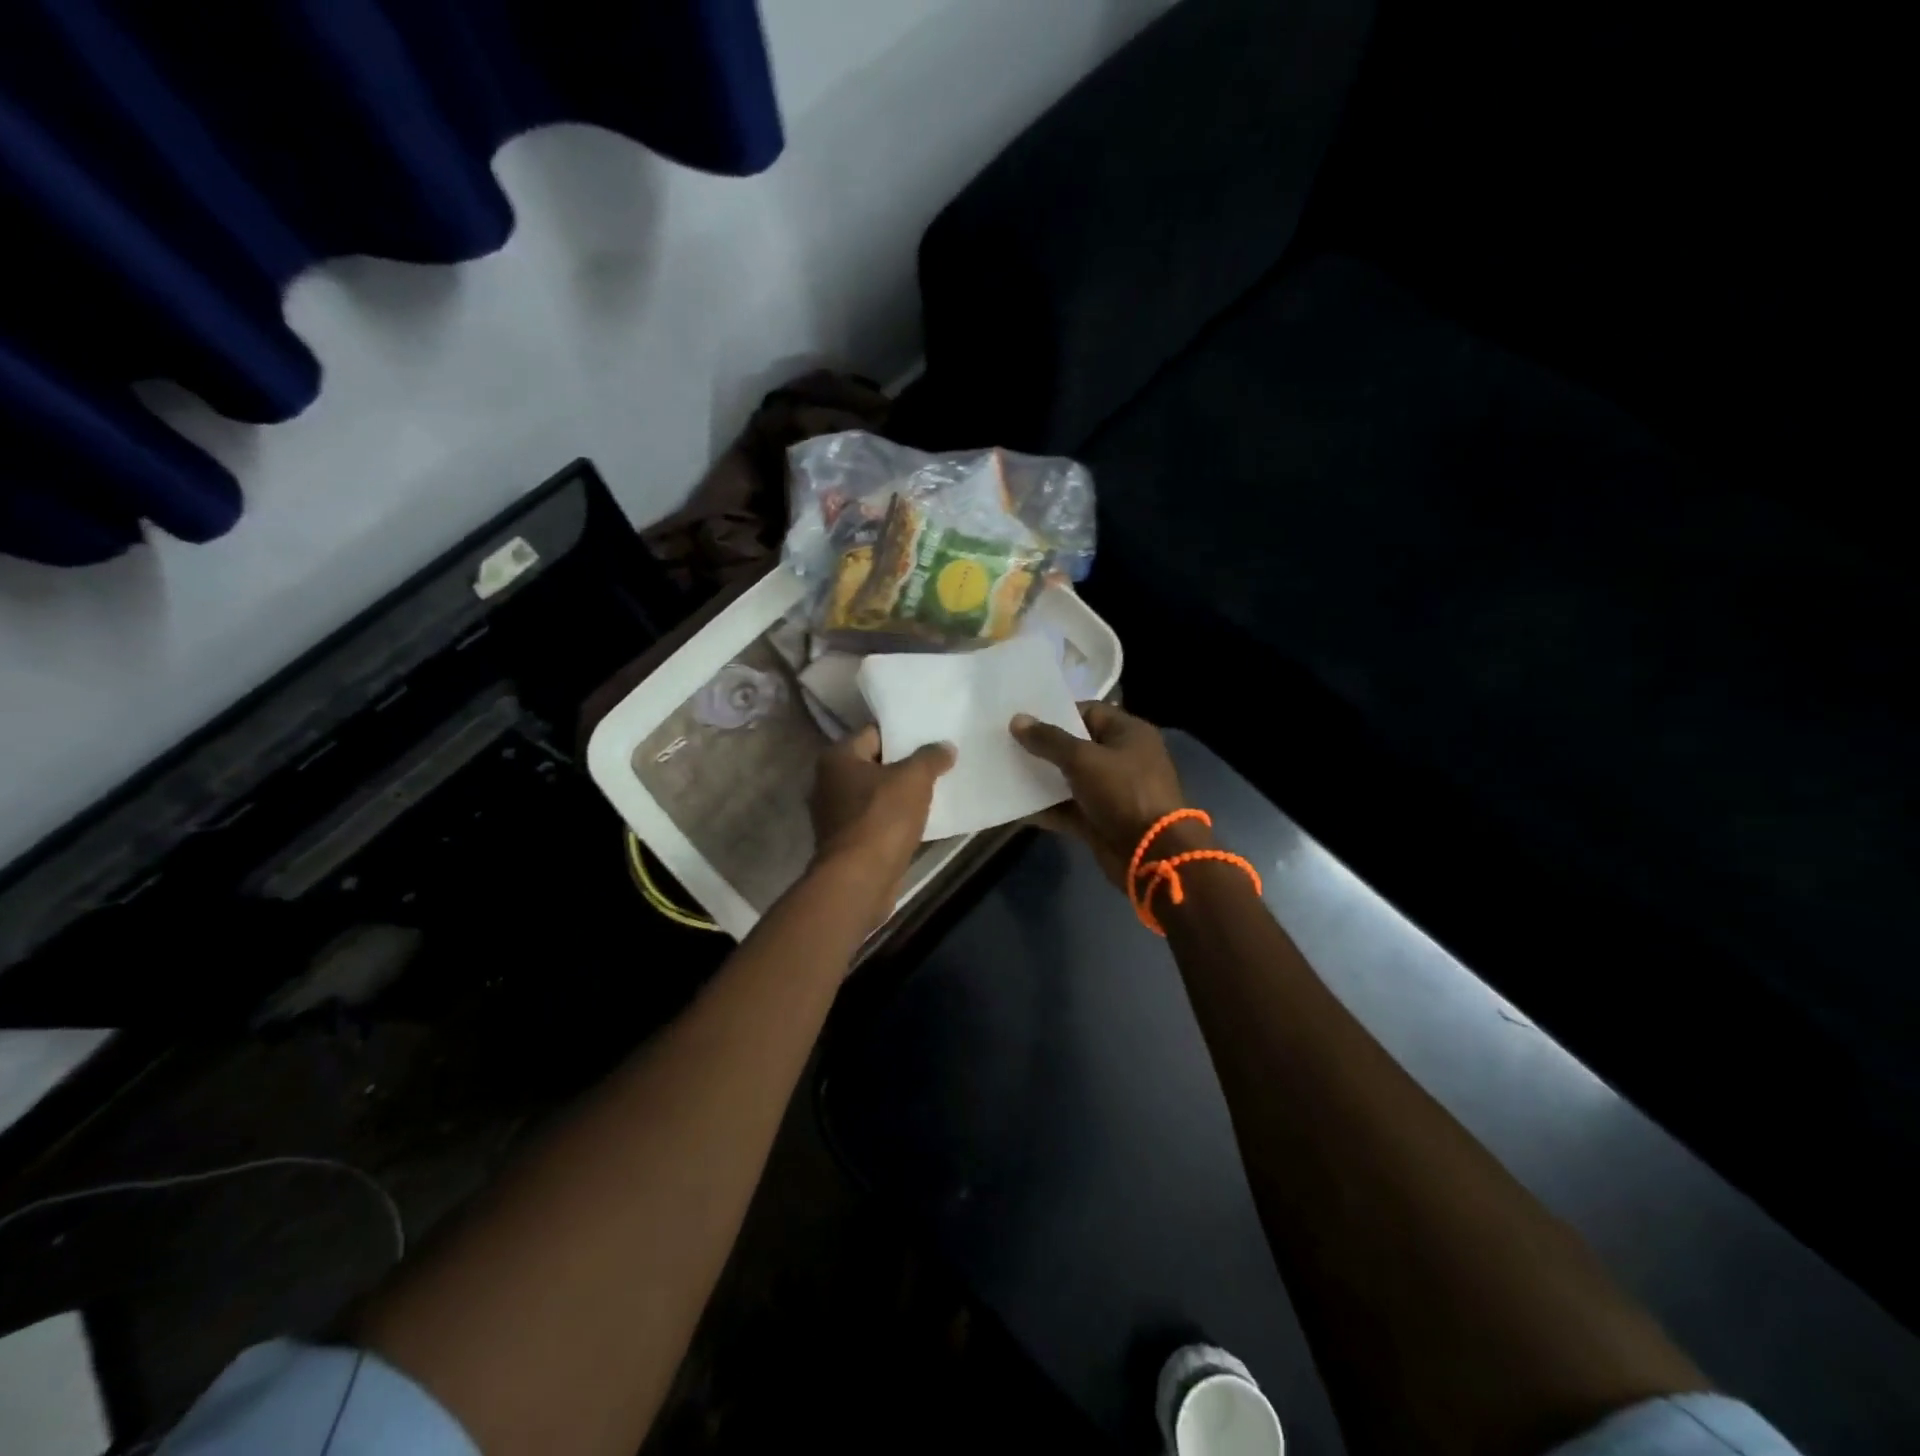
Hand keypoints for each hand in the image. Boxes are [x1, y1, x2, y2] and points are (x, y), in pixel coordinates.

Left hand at [809, 725, 955, 918]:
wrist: (860, 879)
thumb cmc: (882, 818)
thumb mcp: (914, 779)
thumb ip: (930, 757)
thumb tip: (945, 746)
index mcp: (837, 758)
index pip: (873, 733)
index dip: (903, 734)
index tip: (930, 737)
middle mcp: (828, 782)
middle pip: (873, 764)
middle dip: (903, 764)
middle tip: (936, 762)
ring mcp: (834, 815)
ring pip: (874, 794)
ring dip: (899, 794)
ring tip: (933, 789)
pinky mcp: (846, 842)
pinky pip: (875, 820)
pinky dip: (893, 819)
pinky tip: (919, 820)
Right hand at [1010, 703, 1196, 886]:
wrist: (1152, 853)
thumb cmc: (1123, 792)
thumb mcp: (1083, 759)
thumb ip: (1049, 740)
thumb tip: (1017, 720)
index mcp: (1128, 733)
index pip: (1089, 712)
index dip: (1056, 714)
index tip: (1023, 719)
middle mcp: (1122, 758)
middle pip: (1077, 746)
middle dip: (1044, 747)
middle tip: (1007, 743)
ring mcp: (1111, 792)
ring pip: (1069, 779)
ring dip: (1041, 778)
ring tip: (1004, 770)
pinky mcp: (1100, 820)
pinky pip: (1068, 808)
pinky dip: (1046, 808)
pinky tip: (1015, 805)